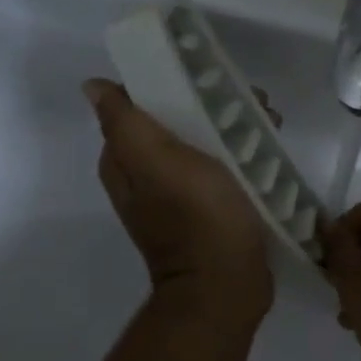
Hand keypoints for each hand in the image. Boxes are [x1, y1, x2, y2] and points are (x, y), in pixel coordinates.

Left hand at [84, 78, 272, 317]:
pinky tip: (268, 147)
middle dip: (210, 104)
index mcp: (126, 162)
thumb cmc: (197, 217)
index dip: (169, 82)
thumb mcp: (157, 162)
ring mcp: (180, 194)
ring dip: (233, 126)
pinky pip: (224, 166)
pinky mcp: (212, 208)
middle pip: (176, 121)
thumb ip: (125, 122)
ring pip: (204, 141)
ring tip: (268, 120)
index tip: (204, 76)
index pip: (138, 104)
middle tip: (248, 100)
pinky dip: (244, 152)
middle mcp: (147, 176)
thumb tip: (92, 86)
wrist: (227, 285)